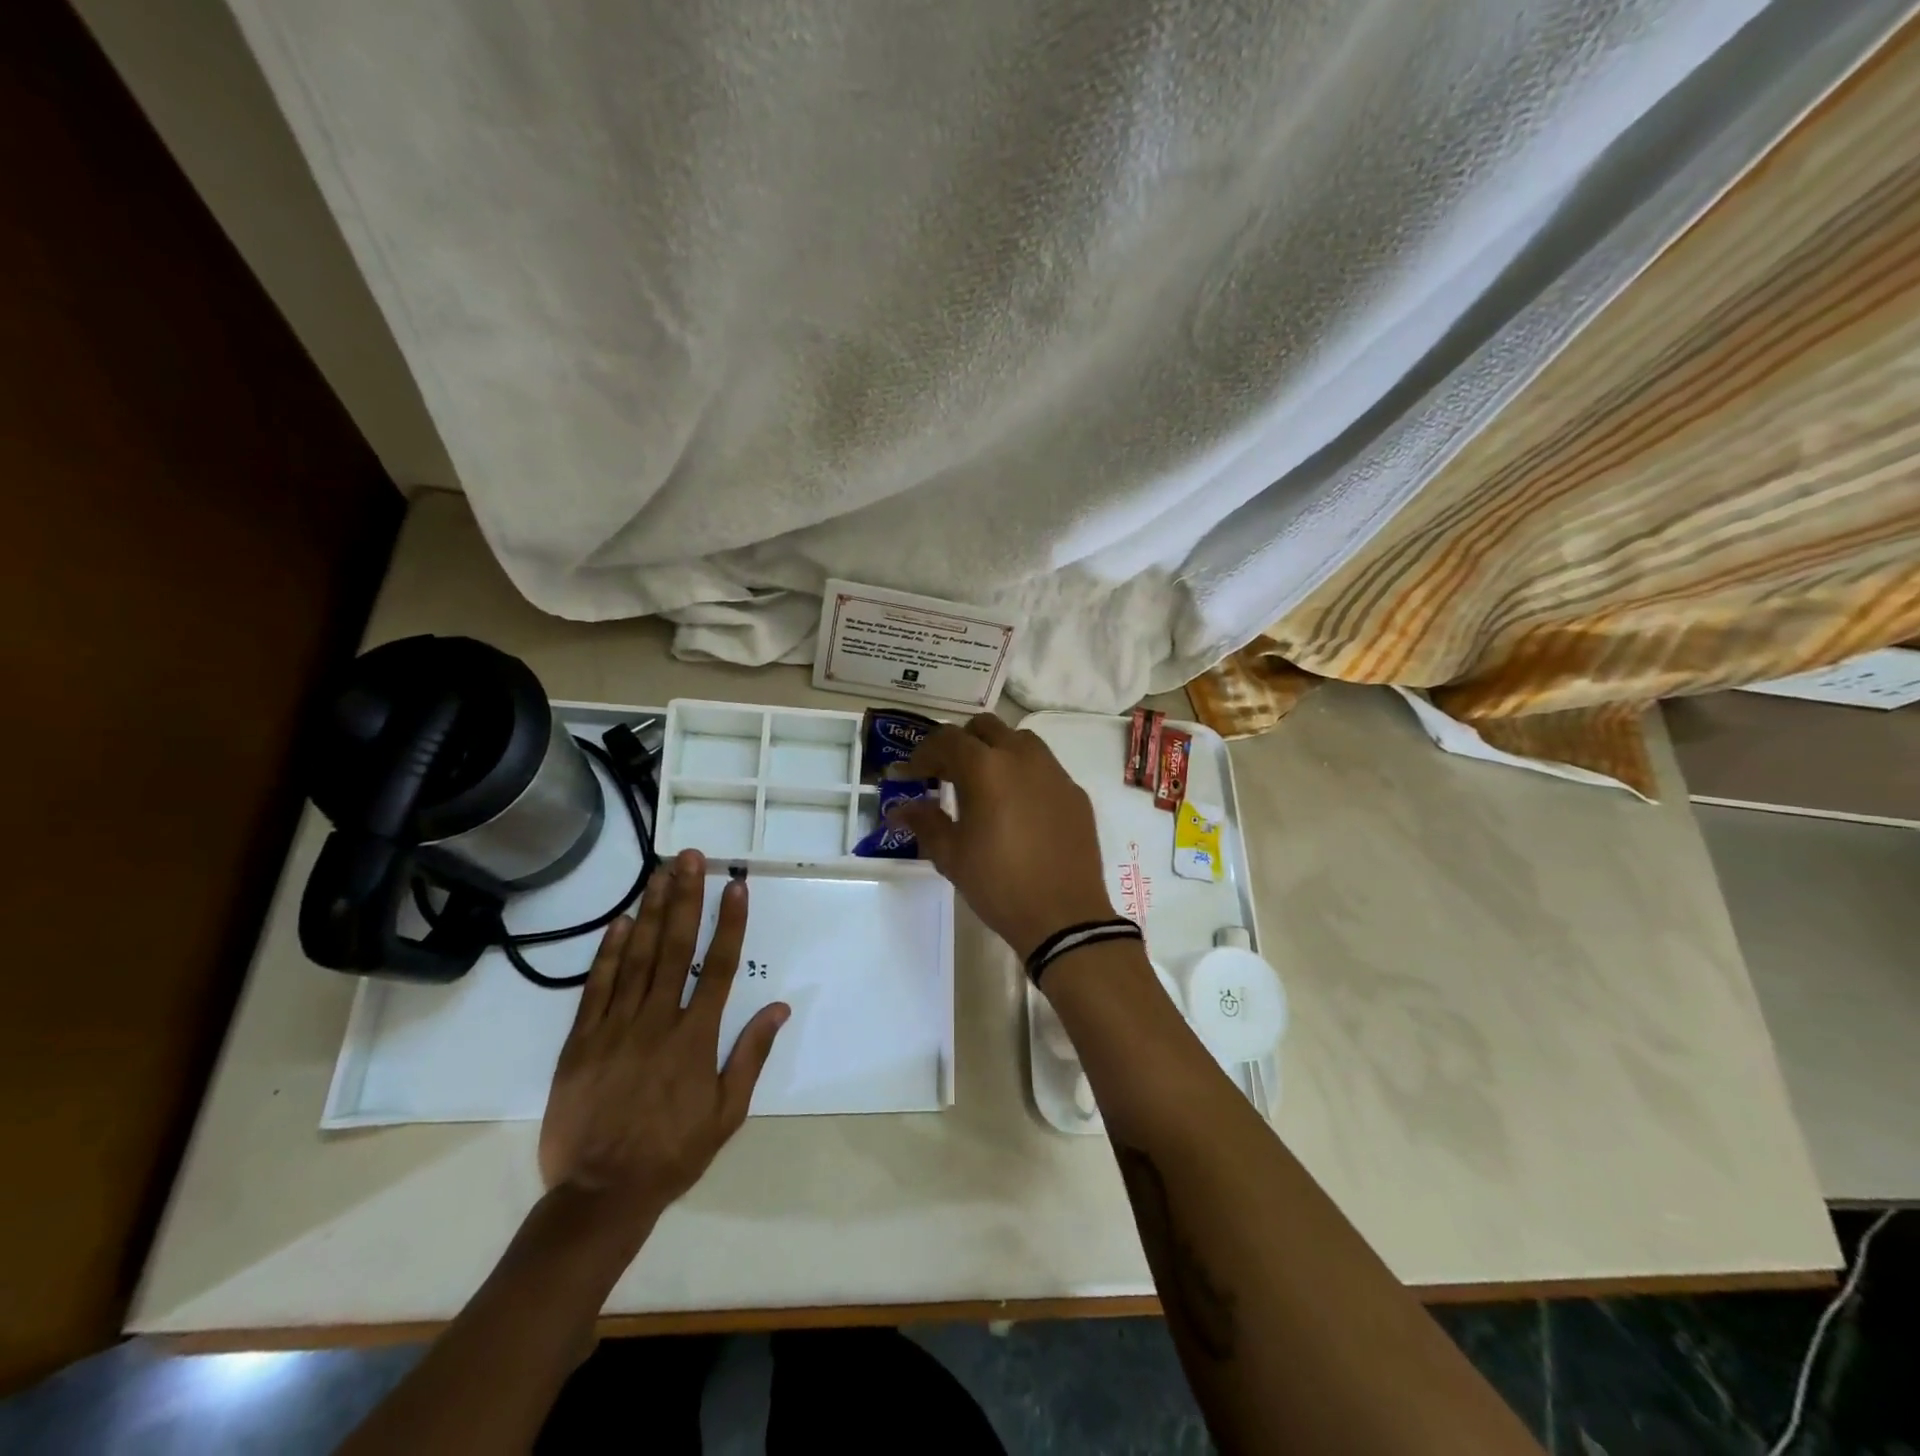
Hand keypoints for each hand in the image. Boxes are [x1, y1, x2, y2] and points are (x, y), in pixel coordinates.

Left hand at [538, 849, 788, 1242]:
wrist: (599, 1196)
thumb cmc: (673, 1154)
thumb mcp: (727, 1113)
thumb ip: (751, 1055)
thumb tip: (780, 1007)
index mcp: (696, 1038)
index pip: (719, 967)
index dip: (729, 923)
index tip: (735, 886)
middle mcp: (657, 1021)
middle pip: (674, 948)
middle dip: (685, 899)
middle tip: (690, 858)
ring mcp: (615, 1028)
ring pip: (636, 958)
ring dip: (650, 912)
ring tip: (660, 873)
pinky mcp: (581, 1041)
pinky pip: (596, 987)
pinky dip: (608, 952)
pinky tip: (620, 922)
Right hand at [887, 714, 1115, 959]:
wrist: (1063, 916)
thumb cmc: (999, 884)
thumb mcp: (951, 855)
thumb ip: (925, 822)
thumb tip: (901, 808)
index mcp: (986, 768)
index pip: (947, 739)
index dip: (923, 754)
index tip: (911, 776)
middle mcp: (1022, 757)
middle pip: (985, 728)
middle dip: (960, 743)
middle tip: (946, 774)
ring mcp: (1054, 772)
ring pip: (1019, 740)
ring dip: (995, 751)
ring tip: (983, 785)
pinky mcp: (1075, 792)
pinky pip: (1044, 767)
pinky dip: (1023, 774)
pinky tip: (1018, 807)